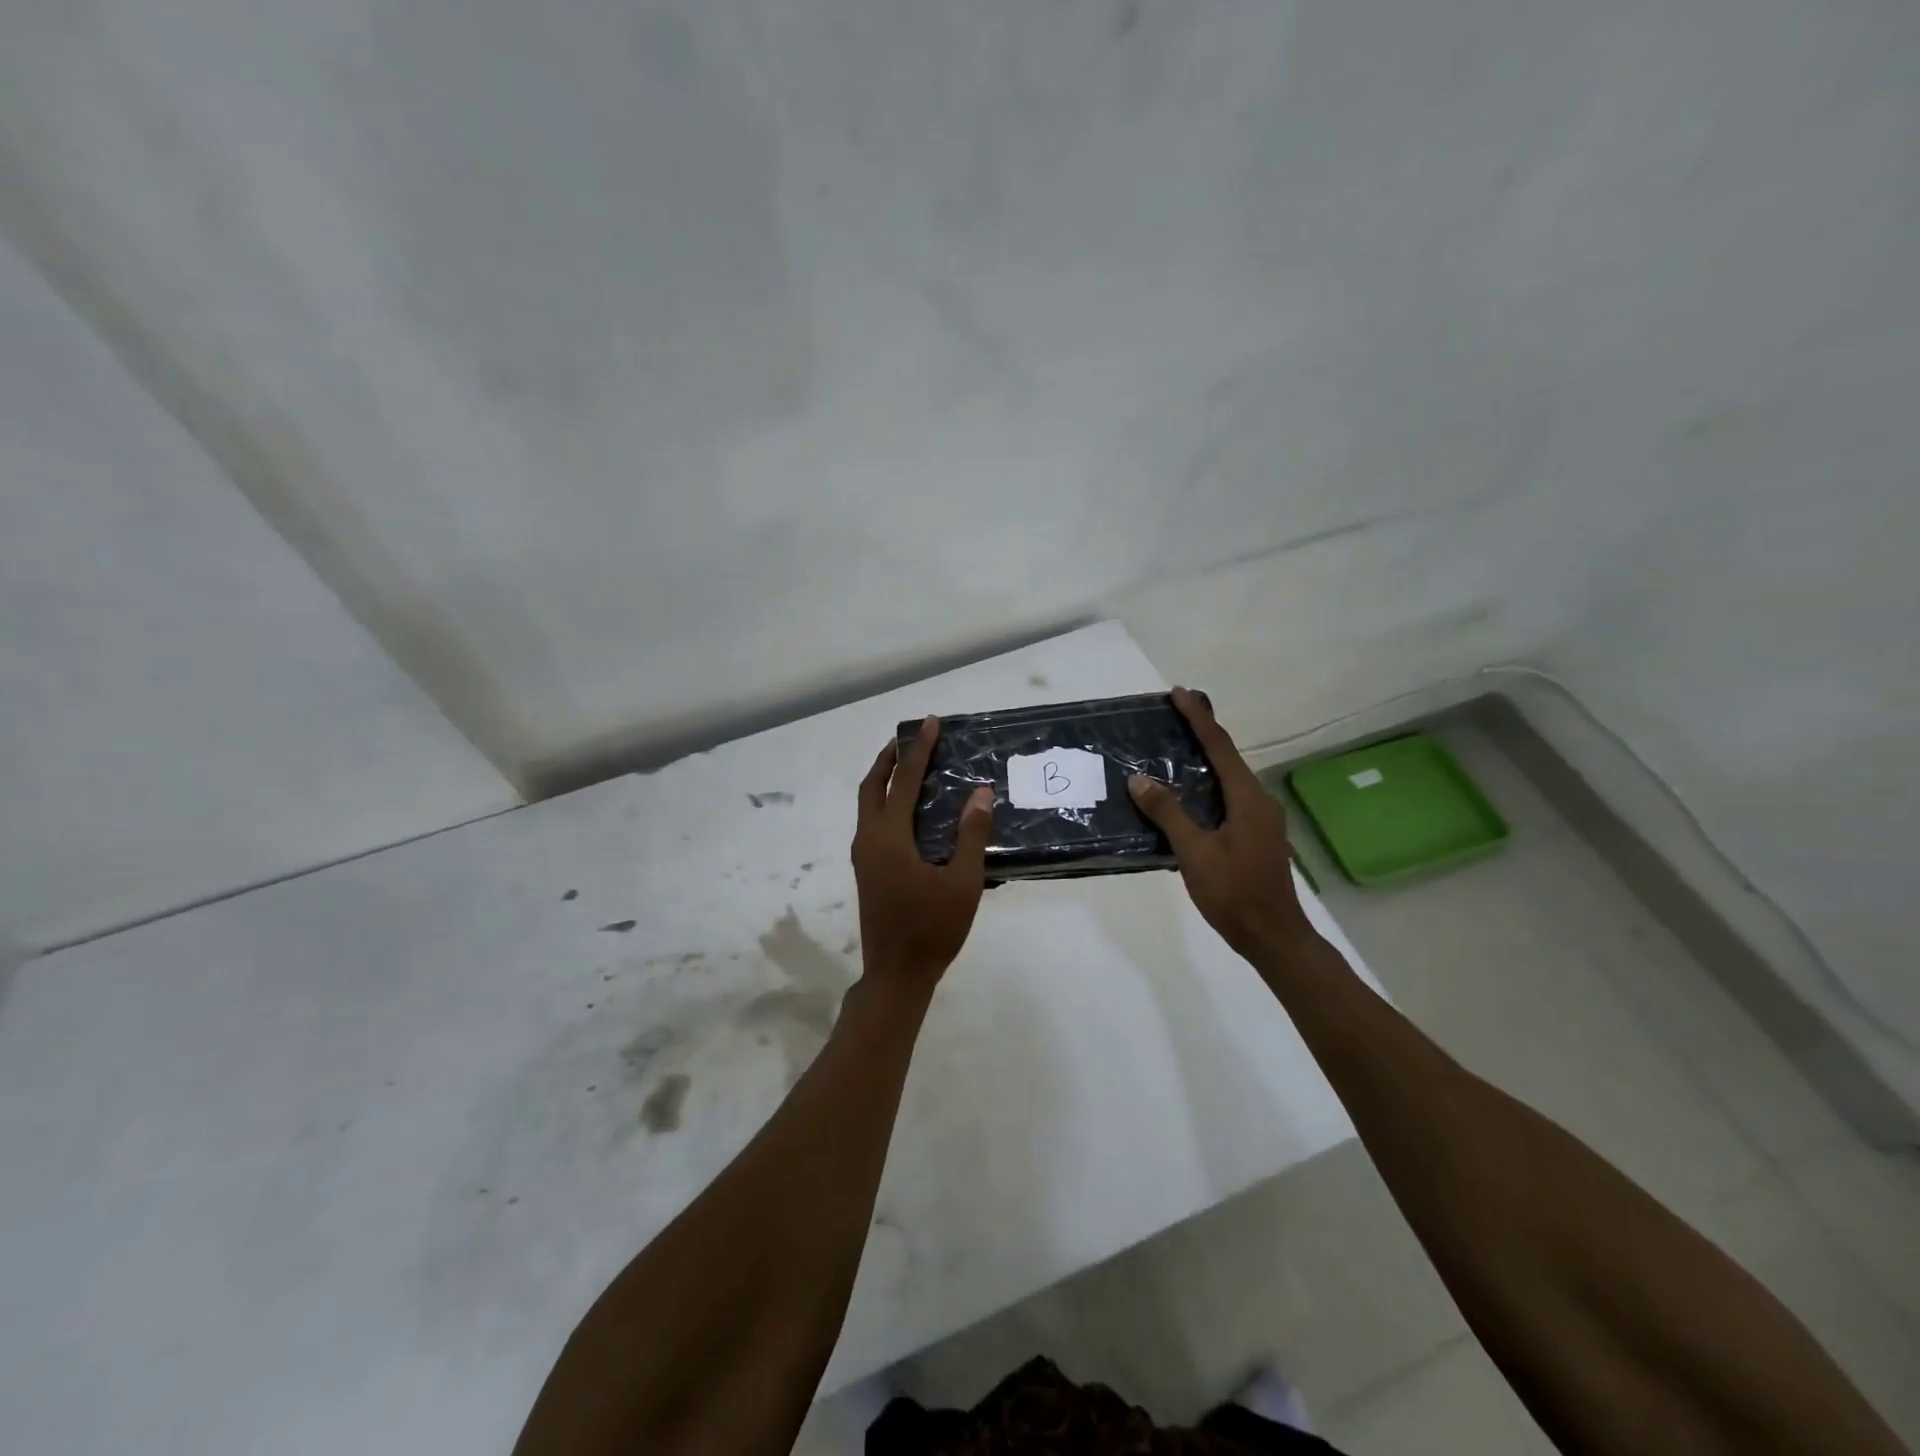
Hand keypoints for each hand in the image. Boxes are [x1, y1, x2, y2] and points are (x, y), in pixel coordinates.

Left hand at [851, 716, 994, 992]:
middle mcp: (868, 839)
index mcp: (889, 837)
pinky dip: (885, 802)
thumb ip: (971, 835)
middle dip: (890, 758)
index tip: (930, 722)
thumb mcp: (962, 882)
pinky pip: (871, 821)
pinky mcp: (866, 869)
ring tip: (910, 766)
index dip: (919, 749)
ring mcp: (863, 856)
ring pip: (867, 803)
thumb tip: (981, 792)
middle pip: (872, 785)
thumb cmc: (932, 929)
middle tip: (913, 739)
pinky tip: (908, 810)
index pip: (905, 780)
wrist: (896, 974)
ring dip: (885, 779)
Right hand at [1127, 687, 1311, 959]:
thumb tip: (1139, 779)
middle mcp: (1258, 800)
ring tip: (1174, 747)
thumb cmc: (1234, 893)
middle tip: (1172, 715)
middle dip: (1202, 733)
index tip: (1179, 693)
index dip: (1199, 718)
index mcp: (1247, 798)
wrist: (1273, 936)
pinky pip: (1229, 797)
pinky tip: (1188, 794)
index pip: (1219, 747)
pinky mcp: (1256, 835)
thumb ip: (1168, 813)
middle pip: (1227, 757)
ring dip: (1205, 759)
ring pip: (1229, 778)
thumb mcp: (1194, 853)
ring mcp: (1261, 819)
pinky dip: (1208, 784)